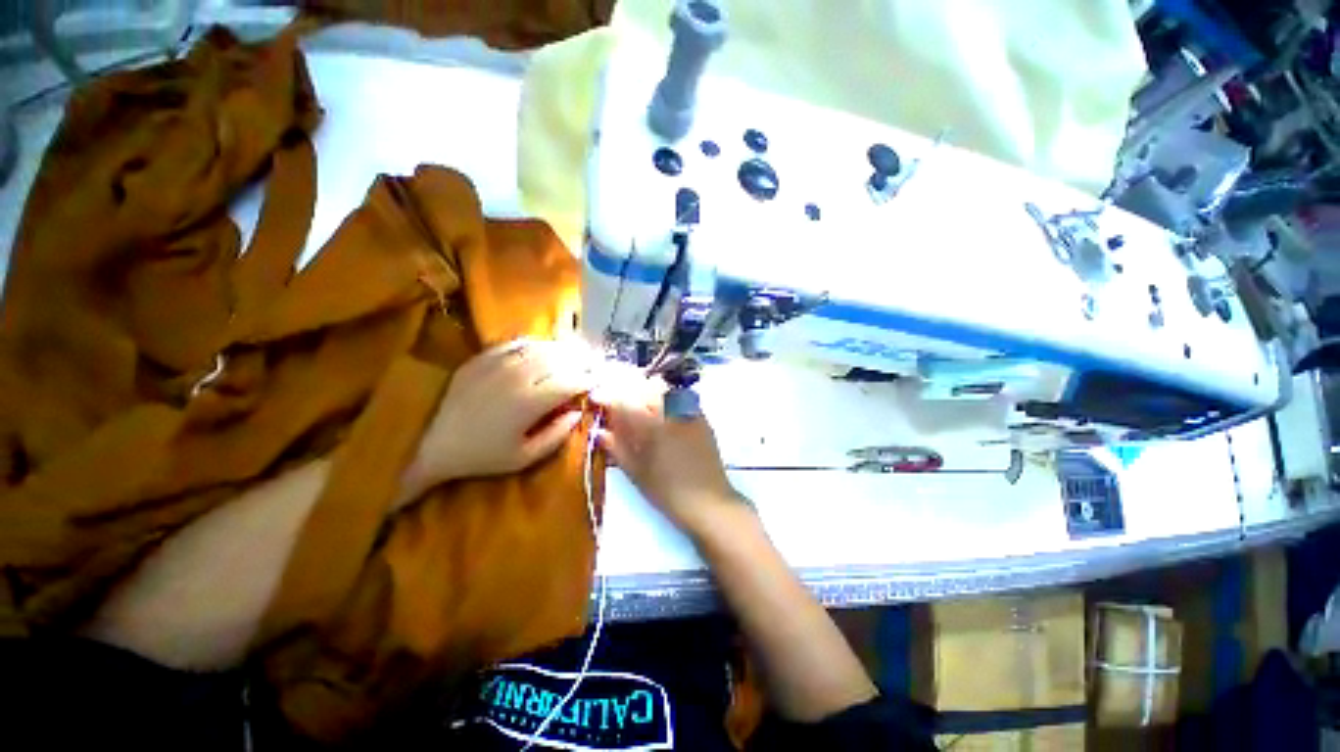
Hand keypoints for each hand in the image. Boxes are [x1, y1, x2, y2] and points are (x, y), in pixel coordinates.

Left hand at [401, 339, 595, 501]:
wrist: (430, 444)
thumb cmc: (481, 455)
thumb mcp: (524, 458)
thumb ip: (557, 435)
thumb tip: (577, 412)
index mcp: (530, 402)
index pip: (571, 381)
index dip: (589, 379)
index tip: (599, 380)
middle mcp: (518, 376)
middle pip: (560, 359)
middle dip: (582, 360)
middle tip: (593, 363)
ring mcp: (499, 363)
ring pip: (541, 347)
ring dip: (563, 349)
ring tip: (576, 353)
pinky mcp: (483, 357)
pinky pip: (517, 343)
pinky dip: (537, 344)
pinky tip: (545, 348)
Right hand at [594, 368, 745, 536]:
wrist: (708, 501)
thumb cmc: (668, 491)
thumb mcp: (636, 472)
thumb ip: (617, 447)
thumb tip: (600, 431)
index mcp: (651, 425)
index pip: (624, 401)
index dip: (607, 396)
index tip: (597, 398)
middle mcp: (671, 411)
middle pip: (644, 388)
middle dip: (628, 391)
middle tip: (619, 404)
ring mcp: (689, 411)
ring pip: (663, 389)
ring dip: (646, 392)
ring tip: (639, 408)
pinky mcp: (702, 417)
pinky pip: (680, 397)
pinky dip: (666, 399)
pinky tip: (662, 414)